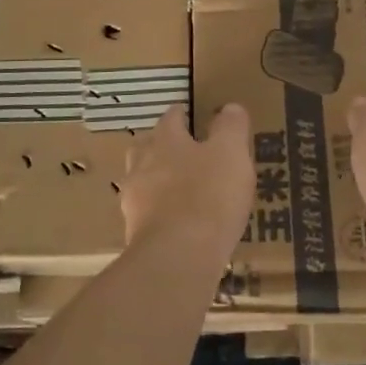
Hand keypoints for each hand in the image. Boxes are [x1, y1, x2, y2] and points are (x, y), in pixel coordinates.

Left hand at [121, 103, 253, 259]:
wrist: (177, 256)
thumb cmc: (208, 195)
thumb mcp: (231, 153)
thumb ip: (231, 127)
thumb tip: (230, 108)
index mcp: (165, 141)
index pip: (170, 119)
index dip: (180, 115)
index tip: (188, 114)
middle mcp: (142, 165)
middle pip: (146, 147)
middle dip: (160, 146)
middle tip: (180, 151)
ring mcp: (134, 201)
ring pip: (141, 181)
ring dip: (156, 181)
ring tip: (177, 190)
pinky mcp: (134, 234)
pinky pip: (145, 215)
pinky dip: (158, 213)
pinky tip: (175, 223)